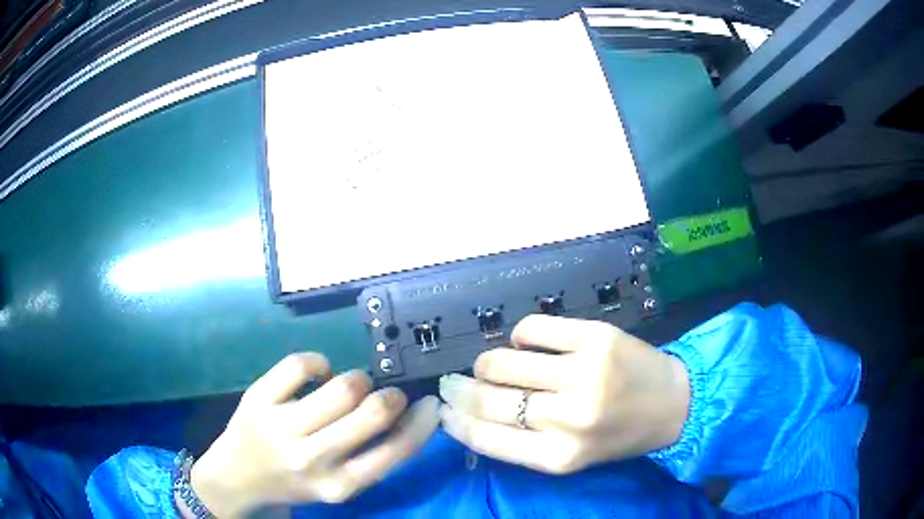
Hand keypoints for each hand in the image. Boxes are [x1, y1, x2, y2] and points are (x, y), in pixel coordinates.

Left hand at [188, 353, 438, 516]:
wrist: (237, 479)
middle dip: (391, 396)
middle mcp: (312, 458)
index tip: (430, 403)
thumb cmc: (295, 483)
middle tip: (388, 393)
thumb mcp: (338, 486)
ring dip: (357, 380)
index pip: (395, 451)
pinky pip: (301, 363)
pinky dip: (319, 362)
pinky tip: (319, 373)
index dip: (421, 423)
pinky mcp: (258, 398)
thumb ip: (372, 458)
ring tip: (350, 386)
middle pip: (372, 411)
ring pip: (342, 385)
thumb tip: (409, 415)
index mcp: (338, 485)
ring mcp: (281, 426)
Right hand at [438, 315, 689, 474]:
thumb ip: (522, 444)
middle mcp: (568, 418)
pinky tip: (528, 344)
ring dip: (487, 363)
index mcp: (559, 456)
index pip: (486, 438)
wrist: (674, 403)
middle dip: (459, 389)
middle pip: (487, 399)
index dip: (455, 422)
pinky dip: (521, 336)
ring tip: (494, 365)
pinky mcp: (595, 337)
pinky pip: (532, 328)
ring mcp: (583, 373)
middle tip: (452, 382)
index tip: (442, 410)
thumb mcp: (570, 456)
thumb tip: (469, 415)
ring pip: (501, 361)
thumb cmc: (619, 435)